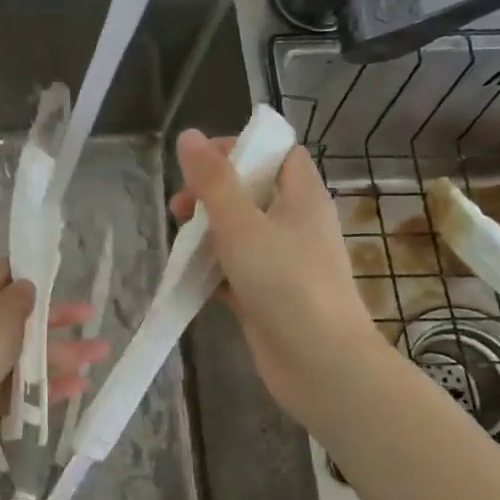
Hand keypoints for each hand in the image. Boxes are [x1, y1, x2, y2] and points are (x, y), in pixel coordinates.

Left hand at [0, 259, 107, 448]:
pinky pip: (22, 388)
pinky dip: (49, 386)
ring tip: (100, 354)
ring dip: (62, 353)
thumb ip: (18, 303)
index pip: (2, 276)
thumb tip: (26, 284)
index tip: (59, 271)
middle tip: (91, 316)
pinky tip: (79, 387)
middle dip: (58, 318)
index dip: (30, 271)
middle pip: (22, 318)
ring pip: (27, 355)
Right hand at [170, 130, 383, 423]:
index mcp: (302, 197)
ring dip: (209, 233)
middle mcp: (296, 225)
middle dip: (213, 194)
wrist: (320, 364)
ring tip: (179, 242)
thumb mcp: (242, 224)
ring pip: (241, 233)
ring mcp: (284, 263)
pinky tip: (188, 277)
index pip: (278, 153)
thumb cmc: (286, 283)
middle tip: (181, 207)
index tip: (201, 160)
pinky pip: (237, 271)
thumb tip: (189, 136)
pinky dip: (214, 270)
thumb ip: (214, 181)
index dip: (242, 148)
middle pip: (253, 192)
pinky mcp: (269, 295)